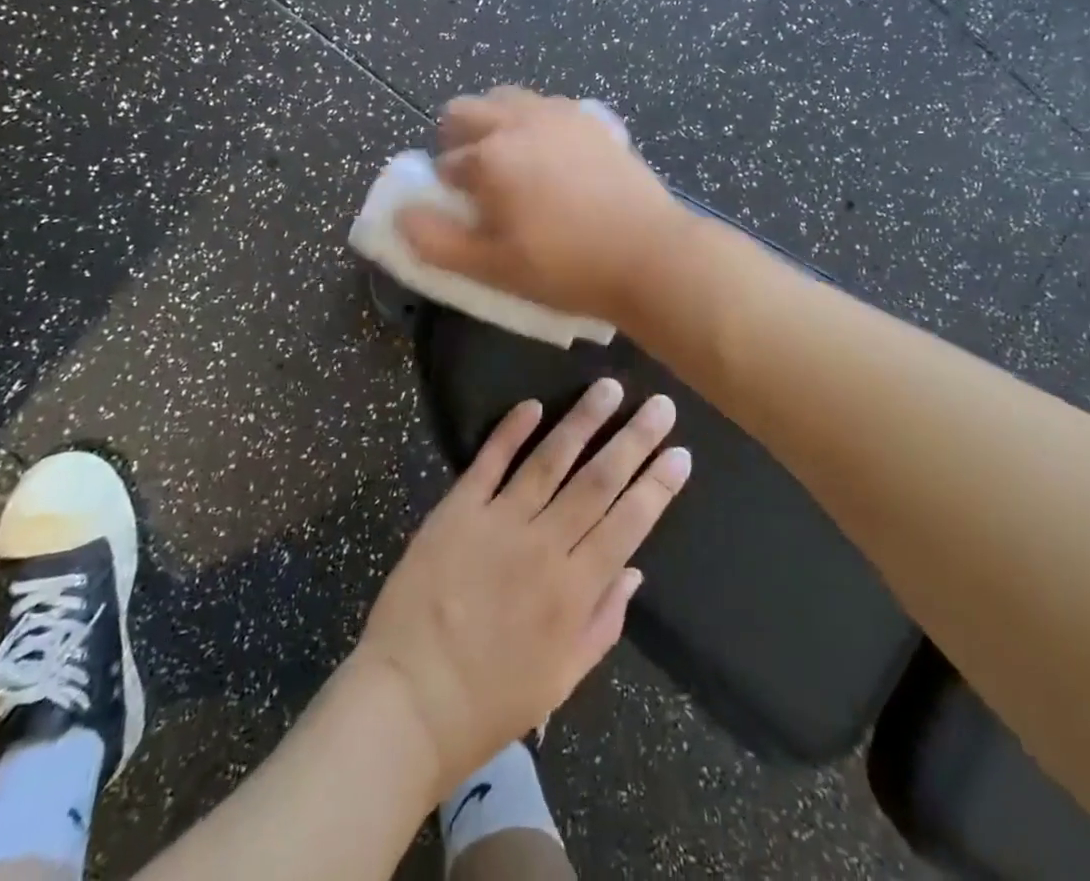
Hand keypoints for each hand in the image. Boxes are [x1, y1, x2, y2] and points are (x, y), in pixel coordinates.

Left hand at [351, 380, 690, 795]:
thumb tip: (635, 570)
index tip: (681, 454)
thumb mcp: (562, 679)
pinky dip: (511, 431)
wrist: (408, 699)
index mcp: (574, 591)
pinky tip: (534, 404)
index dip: (657, 487)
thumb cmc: (491, 700)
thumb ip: (603, 622)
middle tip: (660, 405)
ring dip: (583, 421)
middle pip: (597, 482)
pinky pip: (489, 462)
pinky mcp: (457, 509)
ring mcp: (498, 522)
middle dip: (634, 441)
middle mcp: (543, 546)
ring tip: (608, 388)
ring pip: (549, 460)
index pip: (628, 525)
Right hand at [395, 87, 686, 326]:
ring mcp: (560, 114)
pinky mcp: (594, 119)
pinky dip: (536, 123)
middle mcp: (520, 120)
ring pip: (507, 100)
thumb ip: (435, 240)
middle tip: (478, 182)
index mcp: (490, 155)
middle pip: (465, 110)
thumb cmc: (565, 267)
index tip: (466, 215)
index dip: (447, 190)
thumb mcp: (491, 267)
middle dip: (458, 140)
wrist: (649, 254)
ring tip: (516, 167)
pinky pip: (548, 107)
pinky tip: (556, 160)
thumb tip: (402, 214)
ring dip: (496, 124)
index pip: (445, 163)